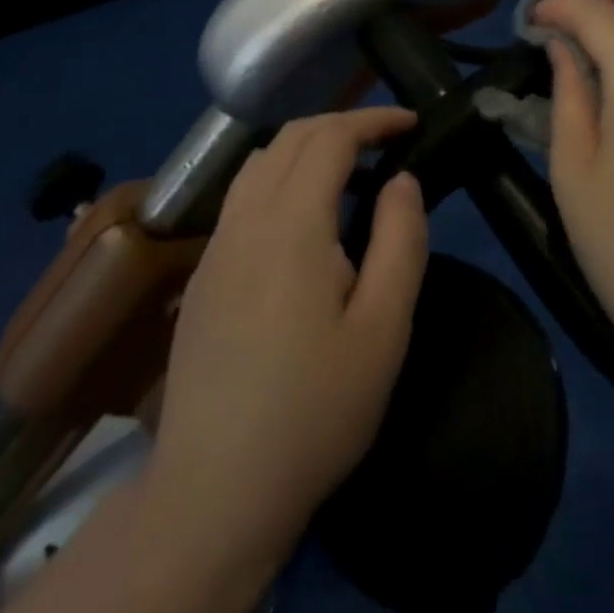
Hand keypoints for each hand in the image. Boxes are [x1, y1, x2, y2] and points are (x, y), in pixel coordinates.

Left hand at [139, 107, 427, 593]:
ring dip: (307, 147)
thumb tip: (403, 181)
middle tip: (387, 142)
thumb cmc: (315, 410)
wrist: (215, 493)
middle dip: (342, 125)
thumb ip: (401, 241)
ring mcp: (215, 248)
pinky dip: (281, 177)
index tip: (411, 123)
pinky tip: (305, 220)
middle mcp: (245, 221)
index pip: (330, 138)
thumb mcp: (384, 329)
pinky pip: (242, 197)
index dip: (373, 119)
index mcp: (291, 226)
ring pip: (259, 163)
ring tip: (351, 171)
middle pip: (290, 138)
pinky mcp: (202, 276)